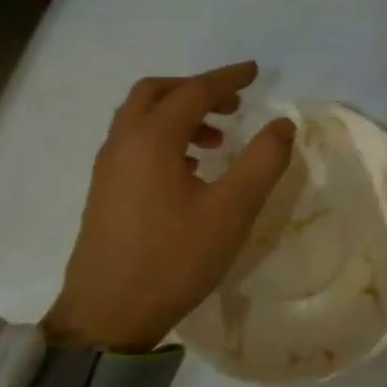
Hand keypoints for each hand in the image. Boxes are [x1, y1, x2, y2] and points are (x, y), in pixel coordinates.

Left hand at [44, 62, 294, 350]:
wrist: (108, 314)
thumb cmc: (174, 258)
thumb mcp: (232, 210)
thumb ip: (263, 161)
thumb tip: (282, 125)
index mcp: (152, 138)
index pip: (194, 91)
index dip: (227, 78)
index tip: (255, 72)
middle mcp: (123, 143)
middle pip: (156, 93)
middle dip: (196, 89)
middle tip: (232, 103)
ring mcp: (107, 168)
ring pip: (140, 118)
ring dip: (179, 115)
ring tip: (216, 140)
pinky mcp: (104, 192)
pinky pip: (133, 143)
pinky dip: (163, 138)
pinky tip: (189, 171)